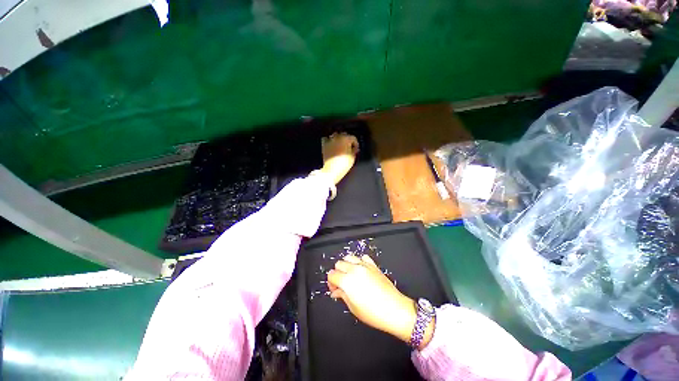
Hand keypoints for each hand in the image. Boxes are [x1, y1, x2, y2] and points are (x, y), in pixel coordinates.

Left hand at [318, 133, 358, 184]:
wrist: (332, 170)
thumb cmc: (344, 164)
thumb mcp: (353, 157)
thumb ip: (354, 150)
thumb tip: (354, 148)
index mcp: (346, 139)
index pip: (353, 138)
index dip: (356, 144)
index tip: (356, 149)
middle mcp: (337, 137)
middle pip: (344, 135)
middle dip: (347, 140)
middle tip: (349, 147)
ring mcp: (329, 140)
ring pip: (335, 135)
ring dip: (338, 139)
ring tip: (340, 146)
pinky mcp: (324, 145)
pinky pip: (326, 139)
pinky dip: (329, 140)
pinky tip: (331, 145)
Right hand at [327, 255, 424, 345]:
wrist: (395, 310)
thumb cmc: (374, 313)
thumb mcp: (353, 308)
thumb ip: (342, 295)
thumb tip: (336, 291)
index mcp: (347, 281)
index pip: (332, 274)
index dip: (331, 282)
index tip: (334, 289)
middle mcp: (355, 269)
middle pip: (339, 263)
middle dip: (337, 273)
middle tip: (341, 284)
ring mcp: (365, 265)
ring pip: (349, 257)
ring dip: (346, 265)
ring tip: (350, 276)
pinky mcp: (373, 265)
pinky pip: (363, 257)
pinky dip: (359, 262)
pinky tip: (361, 271)